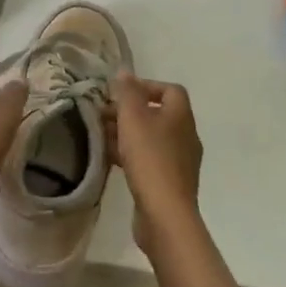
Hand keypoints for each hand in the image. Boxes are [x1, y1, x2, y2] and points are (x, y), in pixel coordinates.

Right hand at [110, 73, 203, 258]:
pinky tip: (110, 160)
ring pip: (151, 137)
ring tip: (101, 136)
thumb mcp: (133, 118)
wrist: (165, 214)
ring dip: (127, 133)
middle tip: (103, 115)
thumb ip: (127, 93)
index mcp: (181, 116)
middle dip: (129, 111)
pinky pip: (149, 159)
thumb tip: (124, 72)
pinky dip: (130, 154)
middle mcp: (185, 135)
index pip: (170, 90)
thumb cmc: (150, 159)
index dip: (146, 86)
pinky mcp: (169, 182)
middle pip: (157, 114)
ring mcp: (179, 161)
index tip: (120, 93)